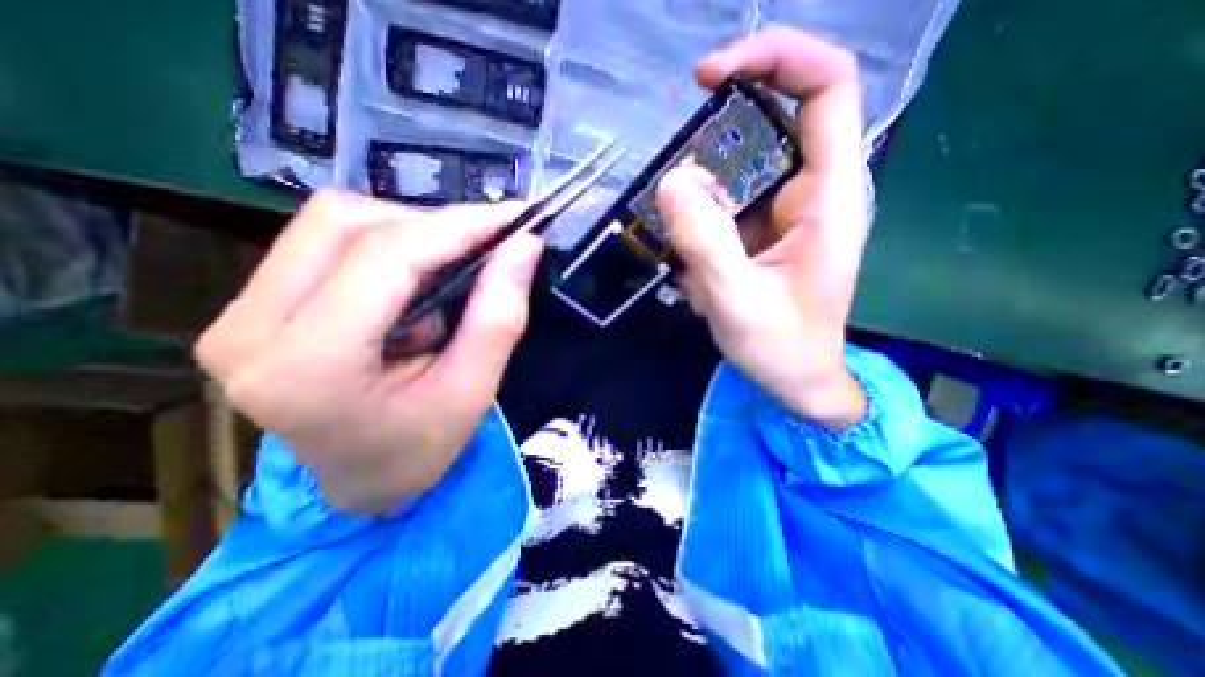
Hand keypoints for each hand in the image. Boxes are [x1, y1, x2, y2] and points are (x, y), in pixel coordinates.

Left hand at [195, 190, 540, 513]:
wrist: (359, 480)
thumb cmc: (420, 448)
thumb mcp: (472, 391)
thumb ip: (499, 318)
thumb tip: (525, 246)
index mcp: (309, 368)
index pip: (386, 259)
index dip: (456, 227)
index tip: (511, 218)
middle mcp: (250, 329)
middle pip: (346, 223)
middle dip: (430, 226)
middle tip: (483, 246)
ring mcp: (237, 314)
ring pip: (331, 223)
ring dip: (407, 233)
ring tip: (447, 272)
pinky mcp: (249, 307)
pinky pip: (322, 242)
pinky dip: (384, 246)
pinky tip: (413, 281)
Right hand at [659, 29, 866, 426]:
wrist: (797, 378)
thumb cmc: (781, 347)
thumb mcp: (737, 302)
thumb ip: (706, 243)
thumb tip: (671, 181)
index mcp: (827, 196)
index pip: (825, 87)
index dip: (773, 58)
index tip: (708, 77)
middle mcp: (811, 191)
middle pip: (773, 120)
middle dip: (718, 133)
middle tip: (675, 175)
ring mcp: (785, 211)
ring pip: (739, 169)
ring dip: (700, 196)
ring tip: (686, 253)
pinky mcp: (763, 230)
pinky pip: (726, 204)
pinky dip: (698, 222)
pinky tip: (692, 268)